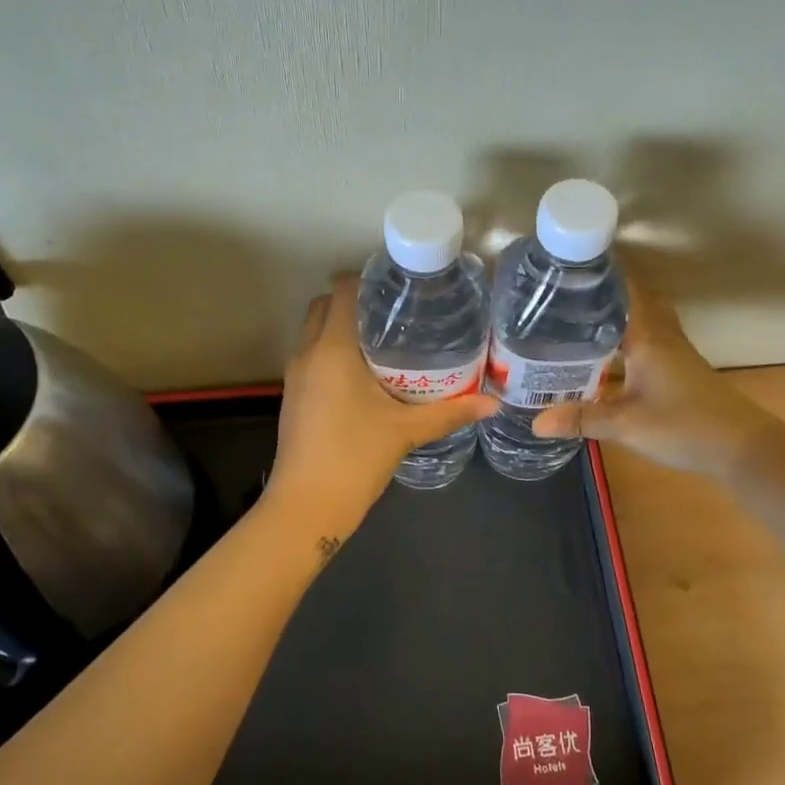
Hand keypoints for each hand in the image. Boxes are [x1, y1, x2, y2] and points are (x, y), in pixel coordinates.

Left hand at [270, 276, 497, 519]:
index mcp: (332, 349)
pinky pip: (312, 356)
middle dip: (354, 303)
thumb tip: (491, 403)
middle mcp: (307, 353)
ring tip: (386, 340)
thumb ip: (449, 412)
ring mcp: (295, 375)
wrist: (306, 505)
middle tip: (396, 314)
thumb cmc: (355, 457)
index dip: (367, 279)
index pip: (341, 290)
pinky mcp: (293, 396)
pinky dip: (333, 352)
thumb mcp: (406, 431)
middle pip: (324, 306)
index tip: (399, 286)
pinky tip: (366, 374)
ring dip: (342, 328)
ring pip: (314, 332)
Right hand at [532, 284, 774, 480]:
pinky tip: (607, 353)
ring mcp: (674, 351)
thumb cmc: (685, 426)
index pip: (623, 291)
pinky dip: (627, 336)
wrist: (742, 448)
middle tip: (567, 291)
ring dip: (617, 313)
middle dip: (604, 291)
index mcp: (647, 337)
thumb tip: (535, 422)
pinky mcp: (679, 368)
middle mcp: (661, 336)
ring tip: (580, 315)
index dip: (599, 274)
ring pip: (642, 319)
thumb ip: (581, 419)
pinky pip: (647, 339)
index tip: (568, 264)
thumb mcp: (626, 425)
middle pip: (633, 300)